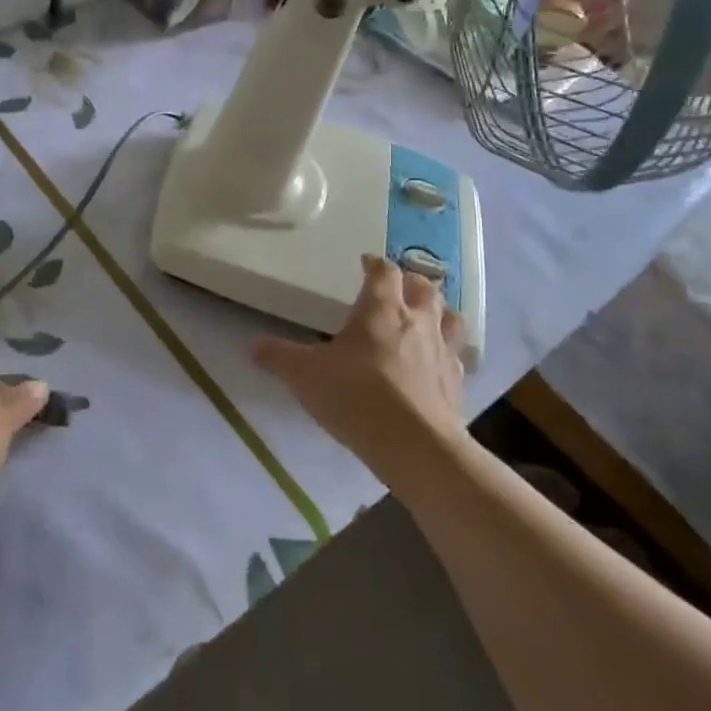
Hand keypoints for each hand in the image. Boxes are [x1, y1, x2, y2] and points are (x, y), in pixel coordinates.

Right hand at [253, 255, 465, 483]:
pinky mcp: (457, 384)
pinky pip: (457, 356)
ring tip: (426, 317)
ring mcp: (443, 351)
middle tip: (398, 287)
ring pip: (449, 316)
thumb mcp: (305, 375)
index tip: (365, 263)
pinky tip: (436, 363)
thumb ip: (279, 357)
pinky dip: (448, 352)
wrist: (415, 446)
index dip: (374, 264)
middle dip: (411, 282)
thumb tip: (253, 346)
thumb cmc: (356, 396)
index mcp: (381, 308)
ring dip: (439, 311)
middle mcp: (417, 321)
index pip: (383, 271)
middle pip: (424, 287)